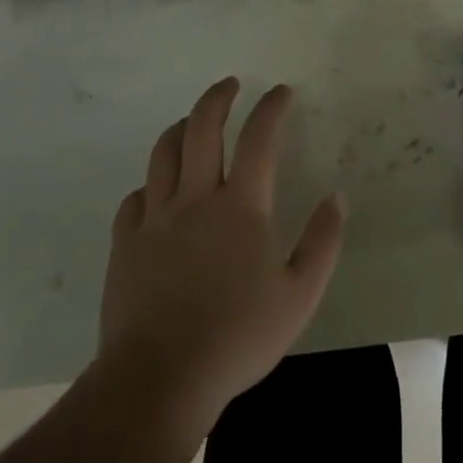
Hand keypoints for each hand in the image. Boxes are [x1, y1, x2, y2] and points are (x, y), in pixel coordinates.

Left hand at [98, 78, 344, 440]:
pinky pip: (135, 198)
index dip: (272, 108)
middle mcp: (195, 199)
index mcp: (240, 207)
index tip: (281, 91)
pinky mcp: (125, 244)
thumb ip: (322, 242)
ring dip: (181, 127)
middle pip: (202, 128)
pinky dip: (150, 183)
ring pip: (163, 153)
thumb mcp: (300, 295)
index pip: (259, 139)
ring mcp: (155, 219)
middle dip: (218, 98)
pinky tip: (157, 191)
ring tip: (192, 122)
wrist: (159, 378)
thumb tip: (337, 196)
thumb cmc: (237, 336)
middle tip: (231, 84)